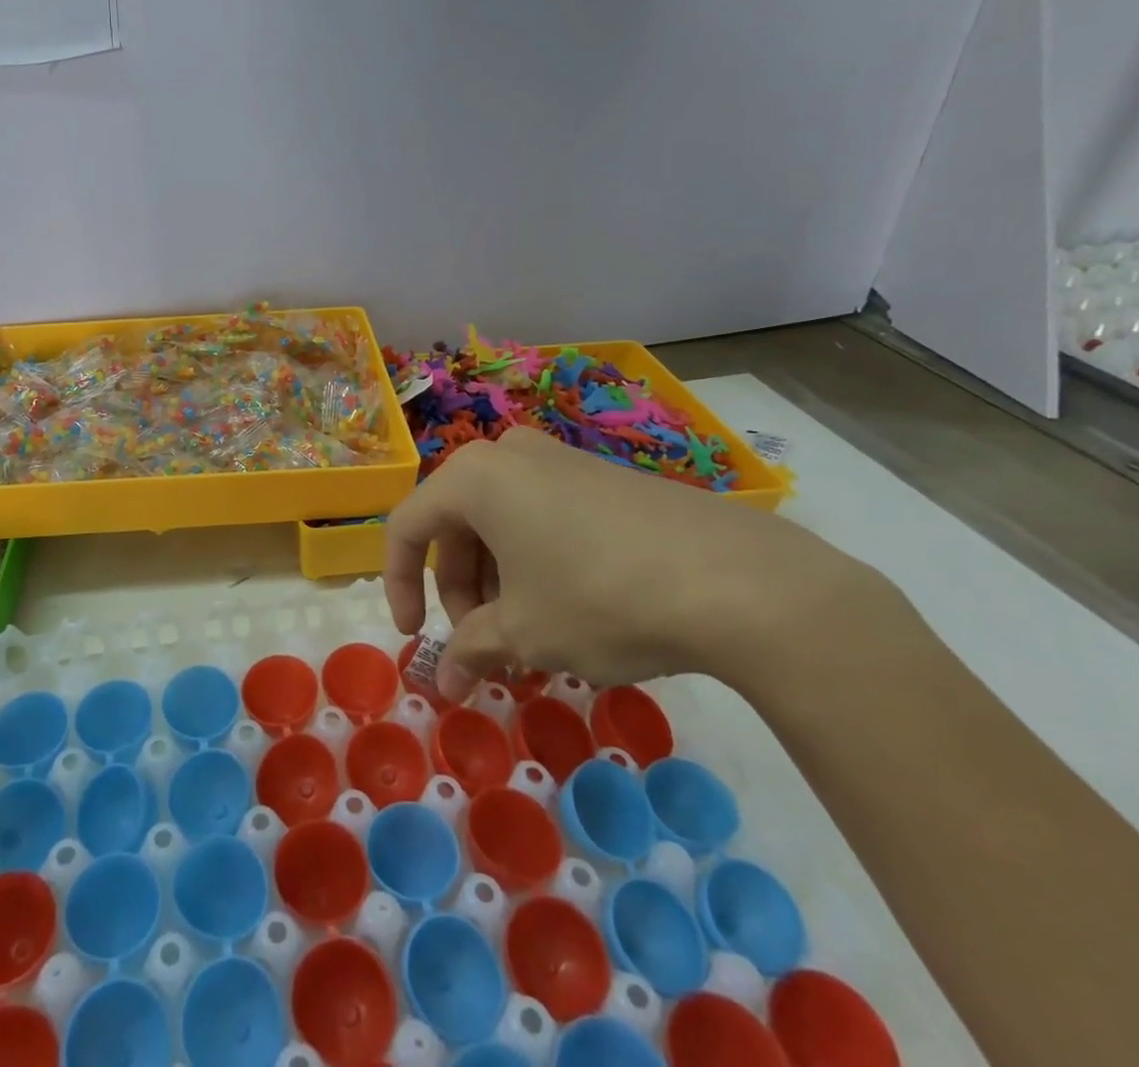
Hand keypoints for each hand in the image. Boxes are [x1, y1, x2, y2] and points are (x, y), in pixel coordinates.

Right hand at [382, 427, 871, 700]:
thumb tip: (446, 683)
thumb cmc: (598, 598)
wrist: (738, 580)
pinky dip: (536, 564)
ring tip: (530, 638)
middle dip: (461, 590)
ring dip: (499, 582)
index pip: (407, 527)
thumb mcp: (524, 633)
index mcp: (473, 477)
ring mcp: (561, 460)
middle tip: (484, 645)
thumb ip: (471, 651)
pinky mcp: (604, 477)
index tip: (416, 637)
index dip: (400, 585)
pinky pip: (544, 517)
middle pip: (457, 525)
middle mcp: (510, 455)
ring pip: (502, 522)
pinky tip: (569, 611)